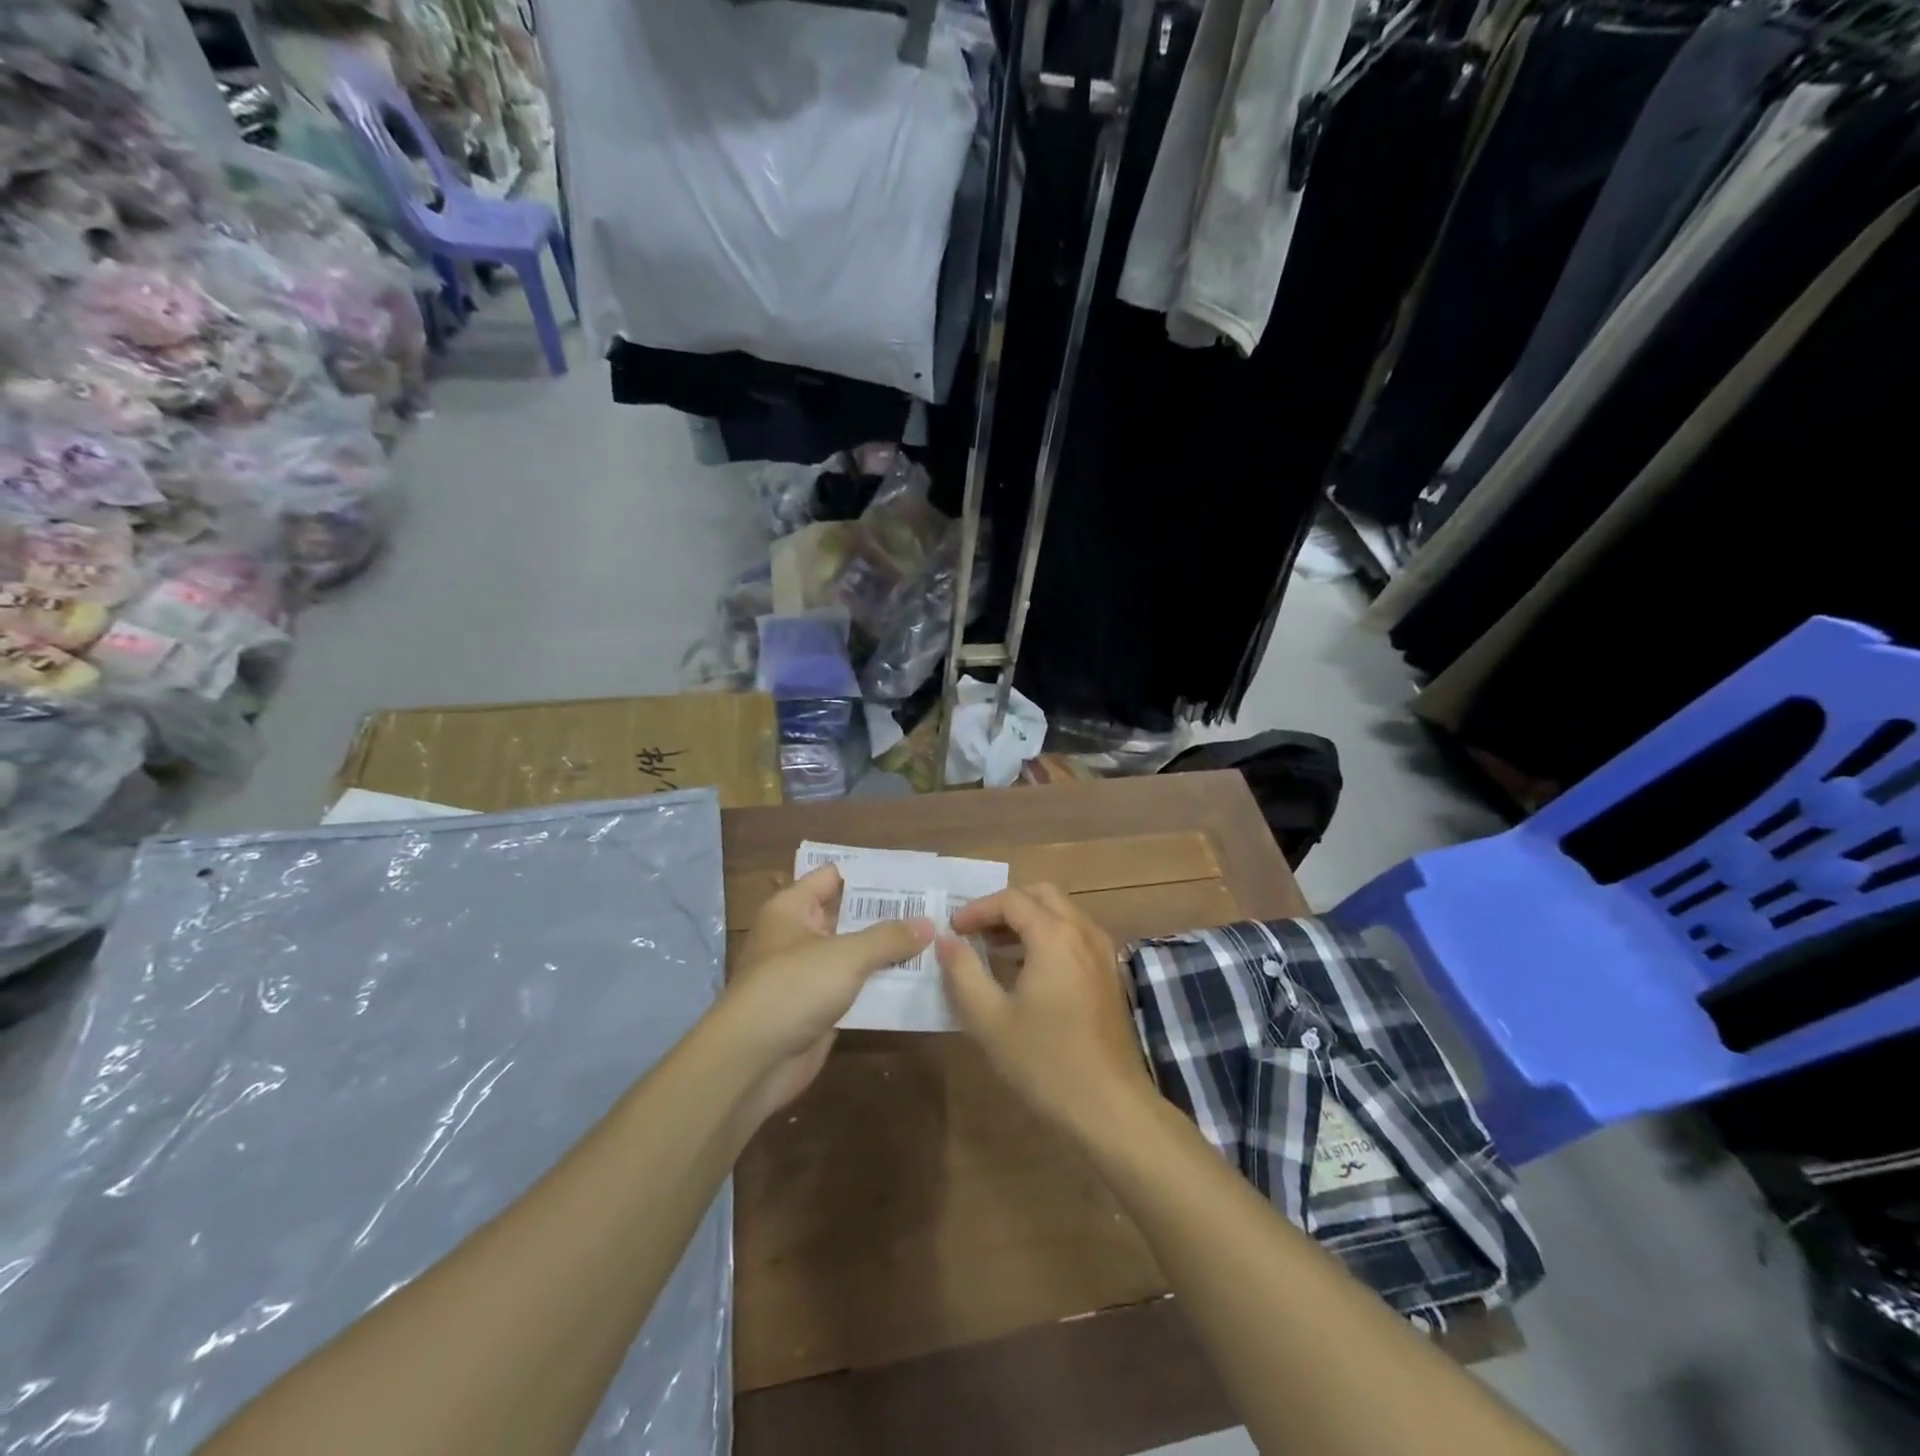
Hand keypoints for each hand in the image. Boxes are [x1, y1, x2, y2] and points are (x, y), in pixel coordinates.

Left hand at [718, 864, 932, 1122]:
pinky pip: (856, 989)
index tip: (911, 874)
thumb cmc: (793, 988)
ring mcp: (808, 974)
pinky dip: (882, 985)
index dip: (870, 874)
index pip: (834, 876)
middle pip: (849, 915)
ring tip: (936, 941)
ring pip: (855, 954)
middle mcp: (799, 935)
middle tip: (934, 908)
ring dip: (889, 952)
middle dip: (888, 914)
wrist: (751, 1062)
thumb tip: (928, 923)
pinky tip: (919, 981)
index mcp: (792, 908)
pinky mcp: (818, 1008)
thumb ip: (888, 937)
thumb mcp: (846, 955)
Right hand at [936, 884, 1155, 1134]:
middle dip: (1005, 906)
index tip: (952, 931)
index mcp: (1054, 935)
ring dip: (1027, 921)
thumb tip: (946, 940)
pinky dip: (1048, 937)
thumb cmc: (1045, 1061)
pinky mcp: (1110, 973)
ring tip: (994, 951)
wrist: (1110, 1106)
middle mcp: (1083, 931)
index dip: (977, 909)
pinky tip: (1027, 972)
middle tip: (975, 932)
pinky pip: (1075, 935)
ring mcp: (1102, 952)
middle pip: (1041, 895)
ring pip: (1062, 913)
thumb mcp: (989, 1019)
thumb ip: (963, 972)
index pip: (1010, 899)